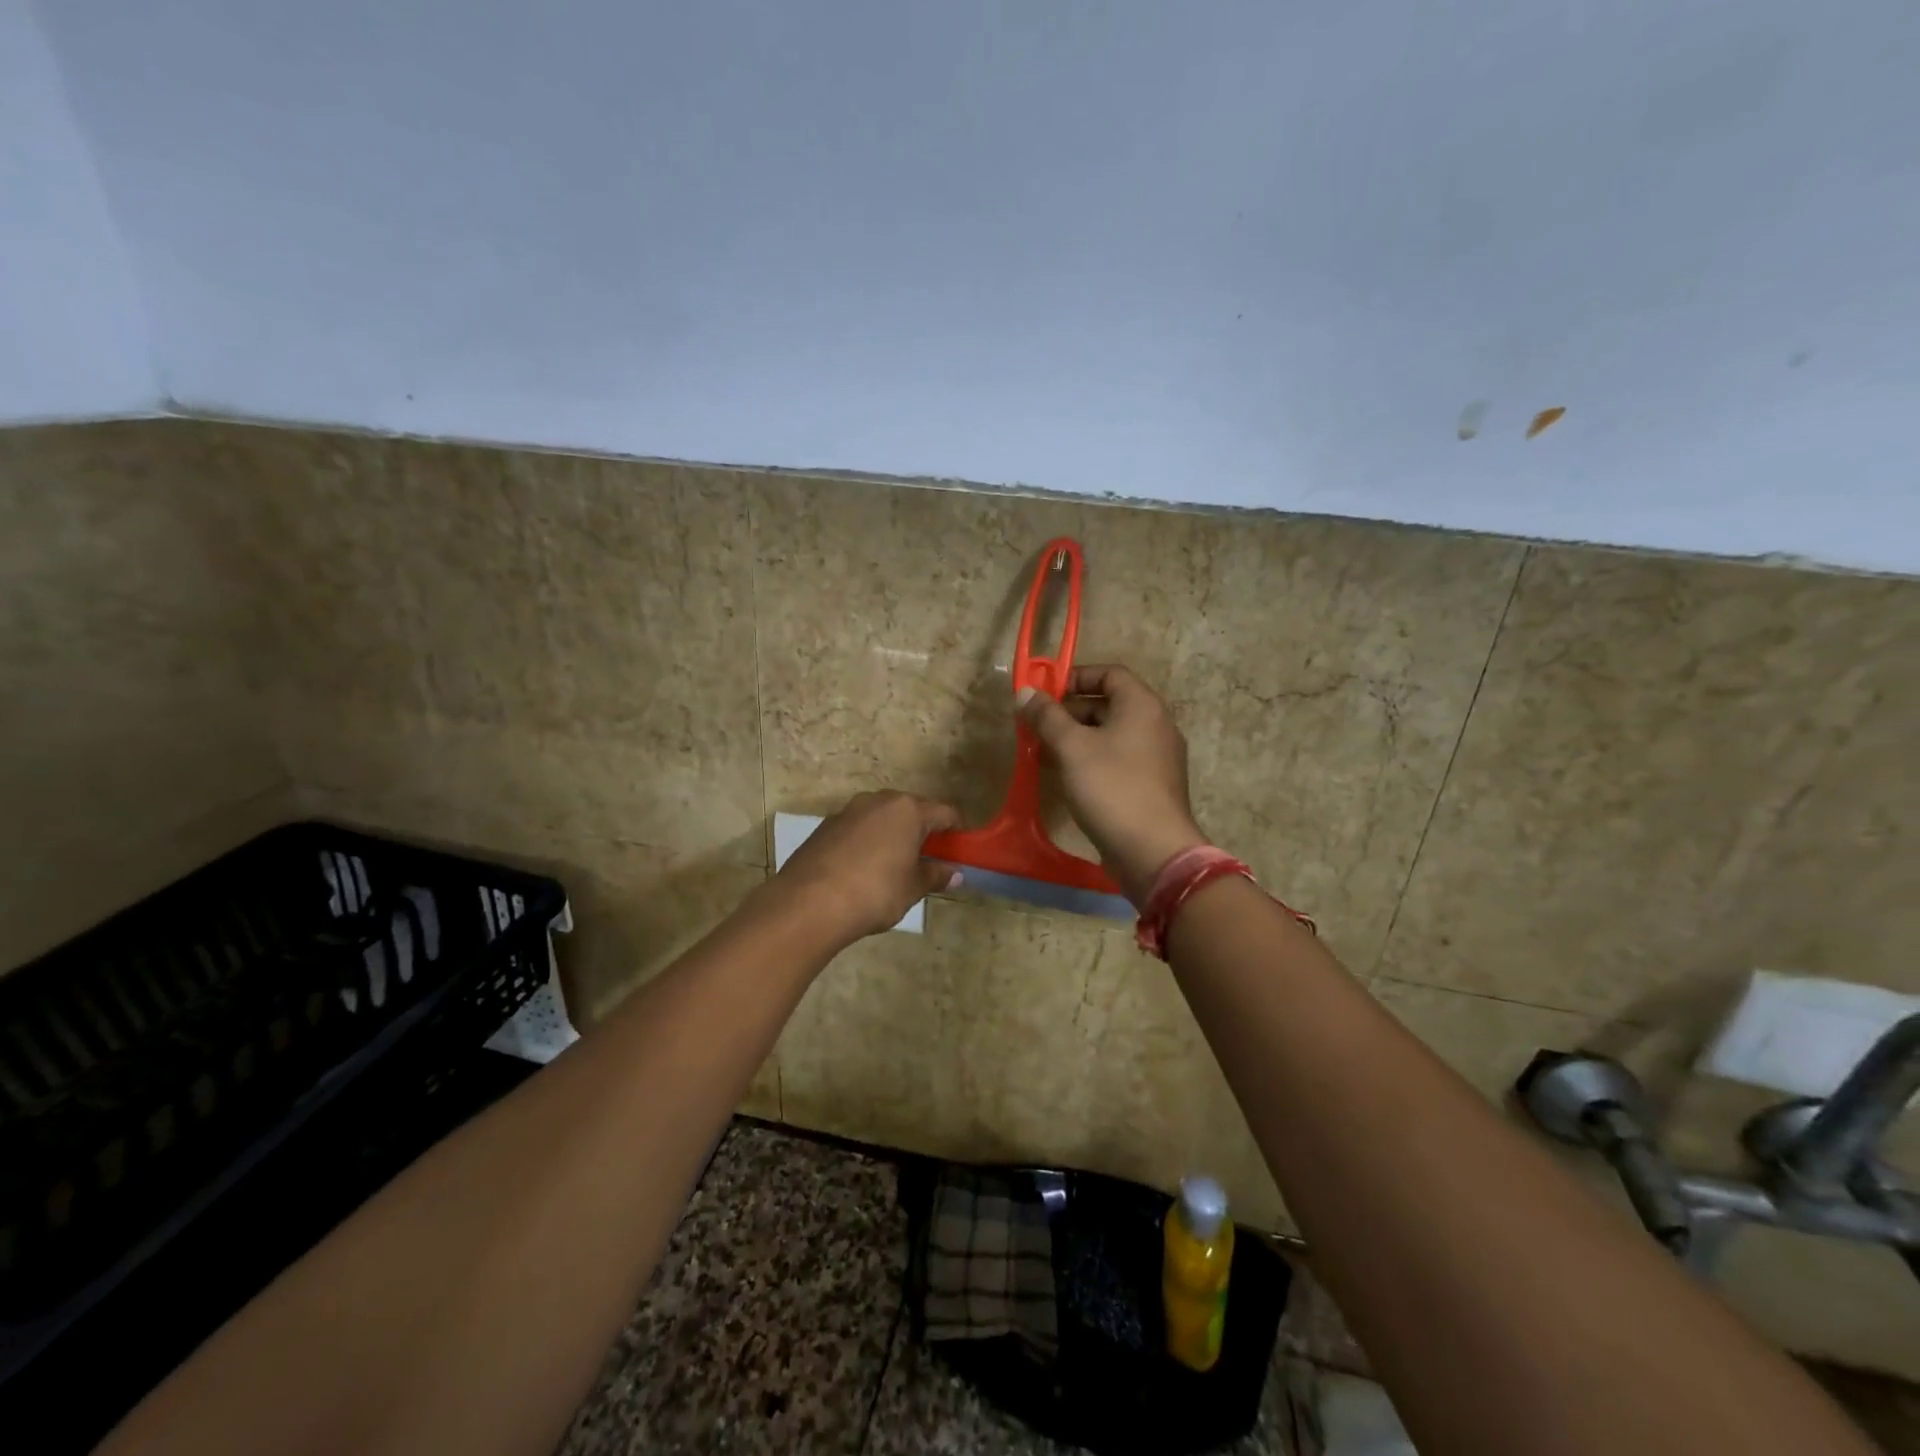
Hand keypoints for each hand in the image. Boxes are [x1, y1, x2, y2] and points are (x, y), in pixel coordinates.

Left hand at [766, 791, 962, 942]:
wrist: (808, 903)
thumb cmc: (874, 892)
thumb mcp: (912, 888)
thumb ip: (935, 876)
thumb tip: (955, 873)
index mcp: (908, 809)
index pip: (945, 813)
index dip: (956, 831)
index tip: (959, 852)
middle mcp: (879, 800)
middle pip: (912, 810)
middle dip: (922, 831)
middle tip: (928, 861)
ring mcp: (848, 810)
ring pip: (882, 817)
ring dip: (892, 835)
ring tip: (894, 867)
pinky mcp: (825, 826)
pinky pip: (858, 828)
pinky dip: (867, 842)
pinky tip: (862, 870)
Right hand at [1017, 664, 1207, 903]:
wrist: (1153, 851)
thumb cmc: (1112, 787)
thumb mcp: (1071, 747)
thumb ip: (1047, 716)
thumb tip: (1025, 692)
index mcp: (1142, 706)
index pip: (1110, 673)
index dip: (1076, 676)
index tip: (1046, 693)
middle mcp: (1155, 726)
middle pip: (1108, 704)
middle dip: (1069, 712)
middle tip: (1037, 727)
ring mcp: (1156, 758)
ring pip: (1110, 736)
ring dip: (1076, 739)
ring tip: (1043, 753)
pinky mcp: (1151, 786)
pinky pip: (1117, 761)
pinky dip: (1091, 761)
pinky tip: (1065, 778)